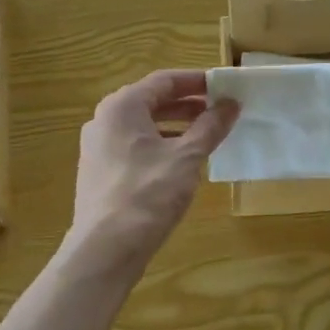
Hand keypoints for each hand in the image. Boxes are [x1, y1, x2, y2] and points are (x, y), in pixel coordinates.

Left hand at [66, 70, 238, 273]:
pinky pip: (134, 148)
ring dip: (176, 127)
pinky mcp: (100, 172)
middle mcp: (104, 120)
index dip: (197, 81)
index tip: (225, 87)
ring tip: (207, 136)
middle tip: (221, 111)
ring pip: (143, 127)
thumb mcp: (187, 158)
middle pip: (152, 101)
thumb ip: (210, 127)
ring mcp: (98, 148)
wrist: (105, 248)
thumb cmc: (148, 194)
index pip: (164, 80)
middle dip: (188, 105)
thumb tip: (231, 103)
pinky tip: (182, 164)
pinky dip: (160, 147)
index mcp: (122, 106)